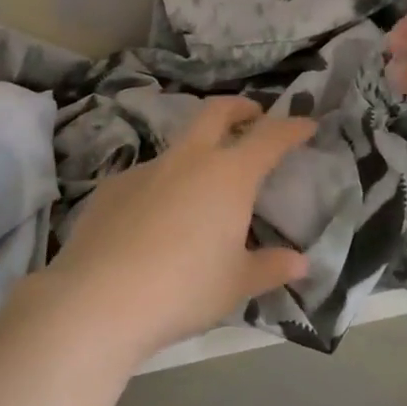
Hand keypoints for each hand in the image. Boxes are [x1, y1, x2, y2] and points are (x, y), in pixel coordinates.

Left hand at [41, 98, 314, 359]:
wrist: (100, 297)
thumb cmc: (184, 289)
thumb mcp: (236, 284)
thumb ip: (270, 268)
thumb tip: (300, 263)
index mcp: (228, 176)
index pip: (269, 138)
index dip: (291, 128)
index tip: (306, 124)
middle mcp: (188, 160)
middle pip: (216, 112)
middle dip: (239, 108)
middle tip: (253, 116)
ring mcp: (146, 168)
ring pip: (179, 146)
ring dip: (198, 153)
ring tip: (203, 189)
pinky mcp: (113, 186)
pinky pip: (147, 177)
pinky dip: (162, 187)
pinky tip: (155, 221)